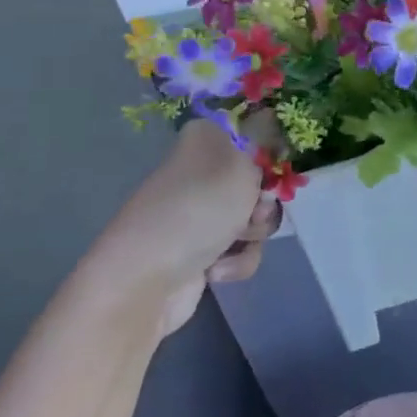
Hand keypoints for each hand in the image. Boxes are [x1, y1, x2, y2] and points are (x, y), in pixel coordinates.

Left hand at [88, 118, 281, 333]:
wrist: (146, 280)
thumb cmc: (198, 208)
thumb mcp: (241, 164)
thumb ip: (262, 150)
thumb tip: (260, 147)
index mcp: (204, 140)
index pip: (250, 135)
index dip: (267, 156)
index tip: (271, 171)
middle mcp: (199, 173)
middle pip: (257, 181)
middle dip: (263, 201)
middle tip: (254, 209)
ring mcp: (198, 215)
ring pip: (253, 217)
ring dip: (253, 233)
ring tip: (234, 241)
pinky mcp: (200, 253)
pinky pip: (239, 251)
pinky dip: (236, 261)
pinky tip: (216, 269)